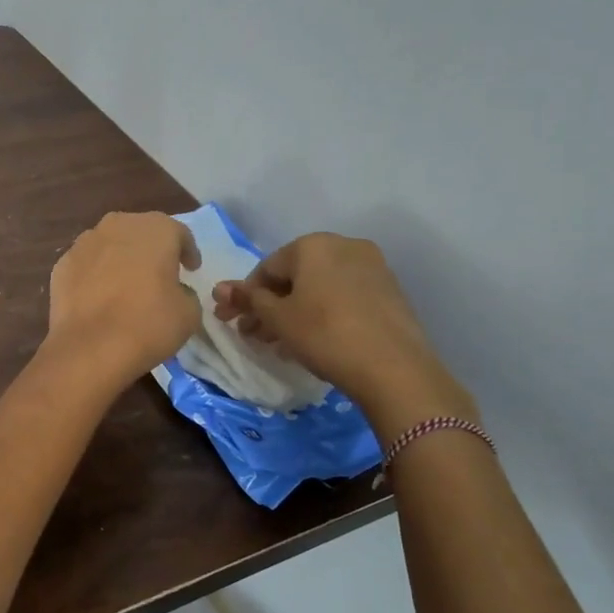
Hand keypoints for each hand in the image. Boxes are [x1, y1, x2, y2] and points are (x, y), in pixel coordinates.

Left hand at [45, 212, 199, 387]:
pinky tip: (99, 296)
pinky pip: (87, 264)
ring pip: (110, 244)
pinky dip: (95, 274)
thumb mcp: (189, 312)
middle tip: (160, 273)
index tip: (191, 269)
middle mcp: (118, 225)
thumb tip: (173, 291)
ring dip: (121, 259)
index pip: (179, 233)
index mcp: (156, 229)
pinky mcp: (61, 264)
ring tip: (126, 284)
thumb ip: (185, 293)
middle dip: (151, 249)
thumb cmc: (149, 323)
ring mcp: (84, 242)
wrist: (91, 347)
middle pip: (141, 232)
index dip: (188, 251)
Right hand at [212, 234, 474, 438]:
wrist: (394, 367)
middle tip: (252, 335)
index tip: (232, 322)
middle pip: (294, 277)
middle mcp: (343, 245)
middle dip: (269, 306)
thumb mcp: (277, 318)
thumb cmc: (324, 334)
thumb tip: (219, 288)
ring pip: (318, 288)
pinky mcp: (389, 292)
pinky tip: (311, 341)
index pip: (266, 268)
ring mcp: (371, 267)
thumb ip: (248, 300)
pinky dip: (322, 314)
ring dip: (294, 312)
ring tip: (279, 345)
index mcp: (312, 245)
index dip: (245, 297)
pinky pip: (342, 297)